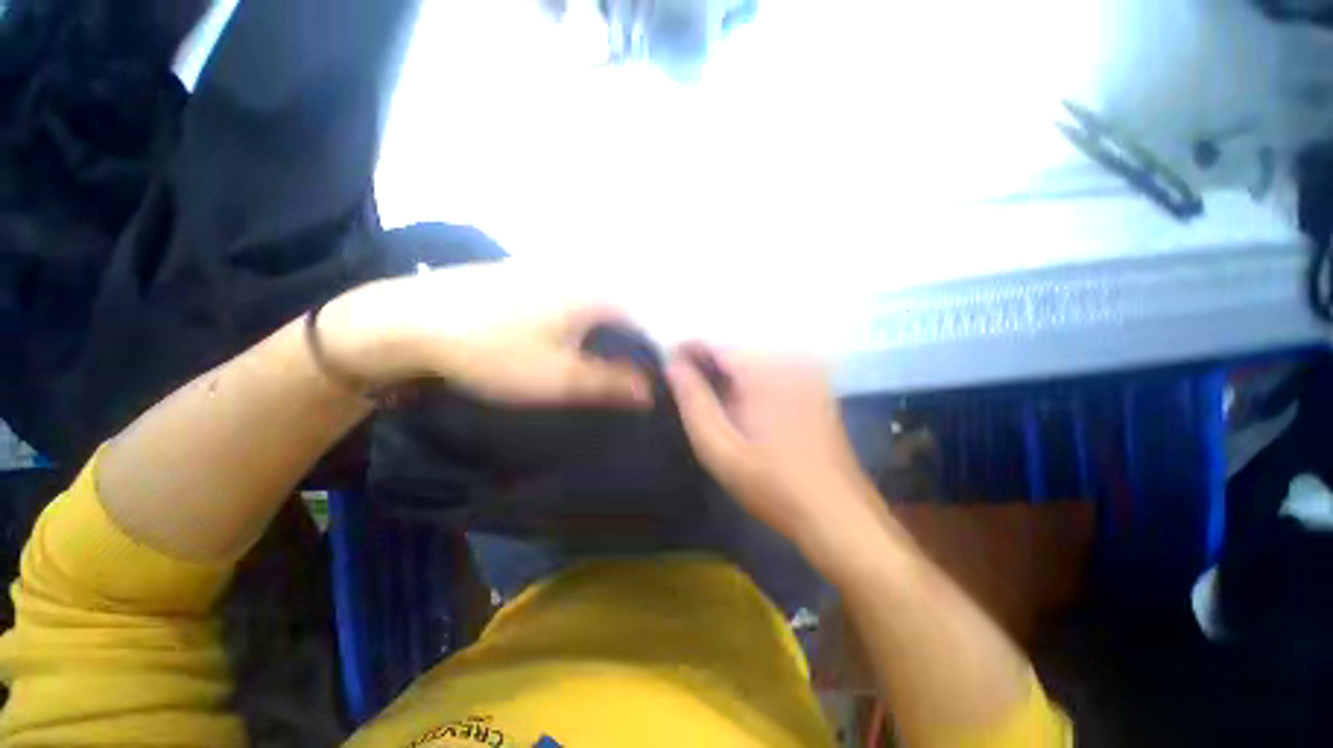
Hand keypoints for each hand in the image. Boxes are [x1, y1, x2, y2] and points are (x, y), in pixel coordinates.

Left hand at [319, 262, 652, 407]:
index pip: (650, 316)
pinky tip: (587, 335)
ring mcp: (555, 271)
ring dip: (619, 326)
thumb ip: (611, 384)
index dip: (664, 345)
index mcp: (597, 293)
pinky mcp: (532, 276)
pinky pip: (580, 296)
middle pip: (630, 305)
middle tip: (651, 365)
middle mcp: (583, 274)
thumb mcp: (559, 379)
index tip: (671, 369)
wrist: (410, 322)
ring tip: (626, 353)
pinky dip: (593, 317)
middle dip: (644, 335)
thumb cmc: (494, 352)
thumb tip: (652, 391)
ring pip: (605, 299)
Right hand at [667, 344, 885, 552]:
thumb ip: (694, 403)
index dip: (687, 354)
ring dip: (731, 379)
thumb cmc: (773, 486)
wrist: (837, 513)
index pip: (715, 345)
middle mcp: (790, 361)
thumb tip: (673, 365)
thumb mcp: (720, 450)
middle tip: (695, 401)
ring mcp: (808, 373)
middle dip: (709, 371)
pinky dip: (753, 385)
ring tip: (720, 410)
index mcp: (764, 372)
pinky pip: (773, 373)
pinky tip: (749, 413)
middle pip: (734, 353)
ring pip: (753, 362)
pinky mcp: (818, 386)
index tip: (670, 371)